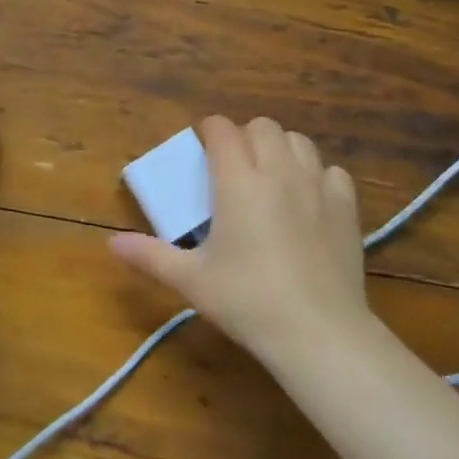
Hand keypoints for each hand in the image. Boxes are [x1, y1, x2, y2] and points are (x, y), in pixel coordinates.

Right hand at [109, 115, 370, 365]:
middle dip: (245, 137)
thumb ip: (150, 256)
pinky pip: (332, 171)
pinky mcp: (347, 206)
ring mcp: (317, 185)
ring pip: (299, 141)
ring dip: (281, 149)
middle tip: (234, 168)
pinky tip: (309, 200)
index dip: (209, 131)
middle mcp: (278, 170)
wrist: (319, 332)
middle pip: (263, 126)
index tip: (203, 149)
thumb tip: (111, 244)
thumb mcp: (192, 281)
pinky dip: (318, 176)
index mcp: (238, 180)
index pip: (222, 129)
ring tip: (271, 177)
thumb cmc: (248, 301)